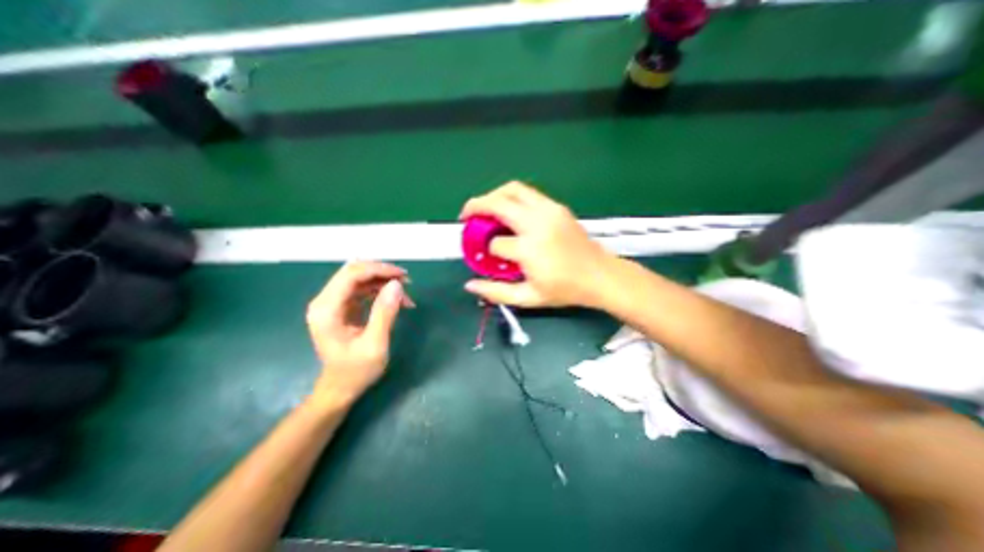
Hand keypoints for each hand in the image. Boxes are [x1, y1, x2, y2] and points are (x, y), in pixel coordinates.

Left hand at [309, 262, 412, 406]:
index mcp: (327, 309)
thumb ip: (385, 312)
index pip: (351, 275)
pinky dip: (380, 290)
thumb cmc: (356, 371)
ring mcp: (332, 303)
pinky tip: (396, 300)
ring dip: (383, 282)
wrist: (340, 389)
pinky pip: (362, 289)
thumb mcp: (375, 344)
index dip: (378, 270)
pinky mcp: (341, 307)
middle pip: (354, 272)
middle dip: (382, 273)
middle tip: (406, 282)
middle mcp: (325, 301)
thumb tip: (397, 284)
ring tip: (405, 295)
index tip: (403, 276)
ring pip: (360, 278)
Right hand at [460, 181, 612, 308]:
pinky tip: (508, 210)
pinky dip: (511, 196)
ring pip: (512, 189)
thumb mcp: (528, 298)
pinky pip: (527, 192)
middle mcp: (537, 223)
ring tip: (485, 209)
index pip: (496, 243)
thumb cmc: (565, 290)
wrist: (600, 275)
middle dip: (476, 206)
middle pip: (498, 203)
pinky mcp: (557, 206)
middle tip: (467, 216)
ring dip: (493, 196)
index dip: (488, 250)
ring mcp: (549, 210)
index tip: (489, 256)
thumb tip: (470, 285)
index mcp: (530, 249)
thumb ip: (496, 292)